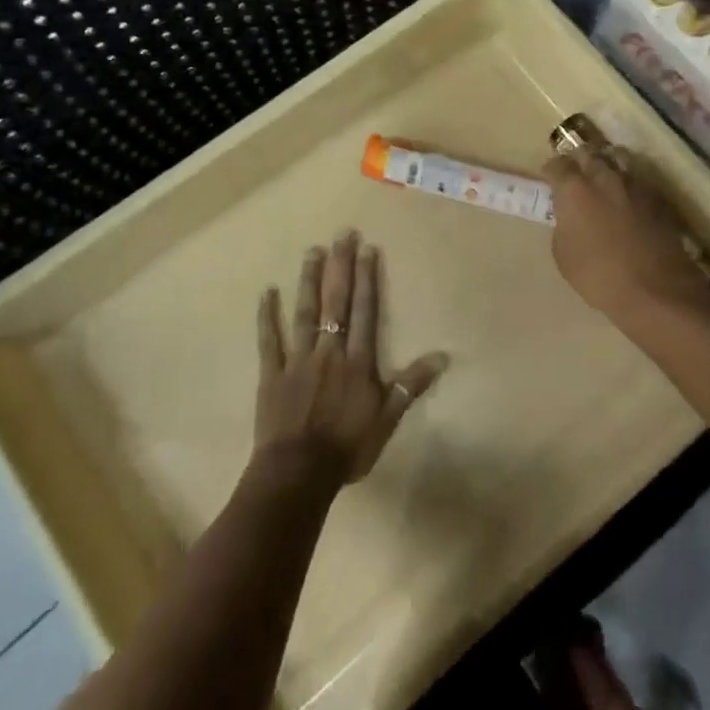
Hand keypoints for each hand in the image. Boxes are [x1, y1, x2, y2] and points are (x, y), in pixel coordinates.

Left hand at [254, 232, 448, 488]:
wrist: (299, 474)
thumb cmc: (348, 448)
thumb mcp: (387, 420)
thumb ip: (410, 385)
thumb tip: (442, 356)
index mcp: (357, 362)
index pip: (365, 312)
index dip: (367, 279)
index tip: (368, 249)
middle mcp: (329, 351)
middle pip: (336, 302)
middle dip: (341, 267)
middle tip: (342, 234)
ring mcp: (298, 360)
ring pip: (305, 312)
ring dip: (308, 281)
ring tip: (312, 251)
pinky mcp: (272, 373)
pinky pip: (269, 340)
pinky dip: (267, 316)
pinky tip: (266, 291)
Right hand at [543, 147, 709, 323]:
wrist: (656, 289)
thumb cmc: (599, 276)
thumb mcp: (563, 255)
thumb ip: (564, 225)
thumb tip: (570, 217)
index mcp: (575, 189)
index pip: (557, 164)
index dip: (551, 170)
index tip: (549, 179)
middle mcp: (604, 176)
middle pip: (587, 152)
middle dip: (578, 159)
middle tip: (574, 172)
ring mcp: (634, 183)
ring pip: (617, 157)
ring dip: (606, 163)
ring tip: (603, 176)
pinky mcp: (658, 196)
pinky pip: (638, 177)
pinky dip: (628, 181)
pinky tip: (627, 197)